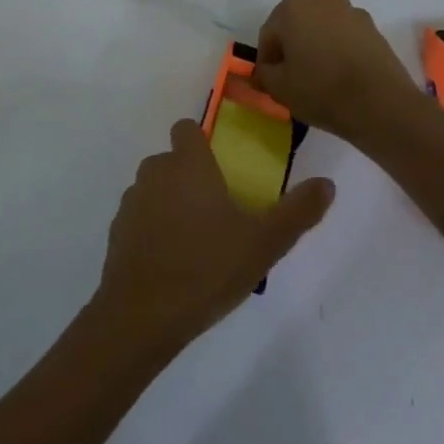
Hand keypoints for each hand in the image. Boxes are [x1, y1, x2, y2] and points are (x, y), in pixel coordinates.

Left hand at [93, 120, 333, 352]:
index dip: (202, 141)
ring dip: (171, 202)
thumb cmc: (207, 268)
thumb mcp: (264, 243)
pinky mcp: (117, 231)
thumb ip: (297, 211)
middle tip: (219, 211)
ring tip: (197, 240)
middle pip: (172, 160)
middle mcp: (155, 173)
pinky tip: (172, 261)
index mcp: (188, 165)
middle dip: (191, 176)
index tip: (222, 165)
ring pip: (154, 188)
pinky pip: (140, 218)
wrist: (142, 314)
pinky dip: (153, 229)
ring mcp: (131, 202)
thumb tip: (326, 184)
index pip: (187, 129)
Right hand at [251, 0, 423, 145]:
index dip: (267, 60)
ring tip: (320, 78)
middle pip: (296, 25)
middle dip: (292, 48)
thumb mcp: (279, 88)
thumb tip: (266, 71)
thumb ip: (264, 74)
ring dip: (316, 47)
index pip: (269, 34)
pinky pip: (345, 37)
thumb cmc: (321, 90)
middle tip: (292, 78)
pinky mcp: (373, 28)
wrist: (381, 104)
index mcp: (292, 8)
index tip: (271, 83)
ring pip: (322, 29)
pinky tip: (341, 76)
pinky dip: (338, 50)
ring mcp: (351, 11)